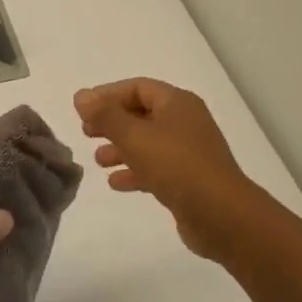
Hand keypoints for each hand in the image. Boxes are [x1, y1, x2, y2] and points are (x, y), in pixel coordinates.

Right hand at [74, 78, 260, 258]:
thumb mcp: (134, 136)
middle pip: (142, 114)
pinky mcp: (188, 179)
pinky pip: (156, 168)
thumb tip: (81, 96)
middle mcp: (185, 122)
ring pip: (148, 143)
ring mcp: (189, 152)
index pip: (138, 88)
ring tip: (97, 161)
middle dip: (112, 123)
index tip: (82, 109)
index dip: (108, 95)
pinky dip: (135, 171)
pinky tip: (116, 183)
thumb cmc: (176, 165)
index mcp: (177, 103)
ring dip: (121, 148)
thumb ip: (105, 115)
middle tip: (86, 133)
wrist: (220, 214)